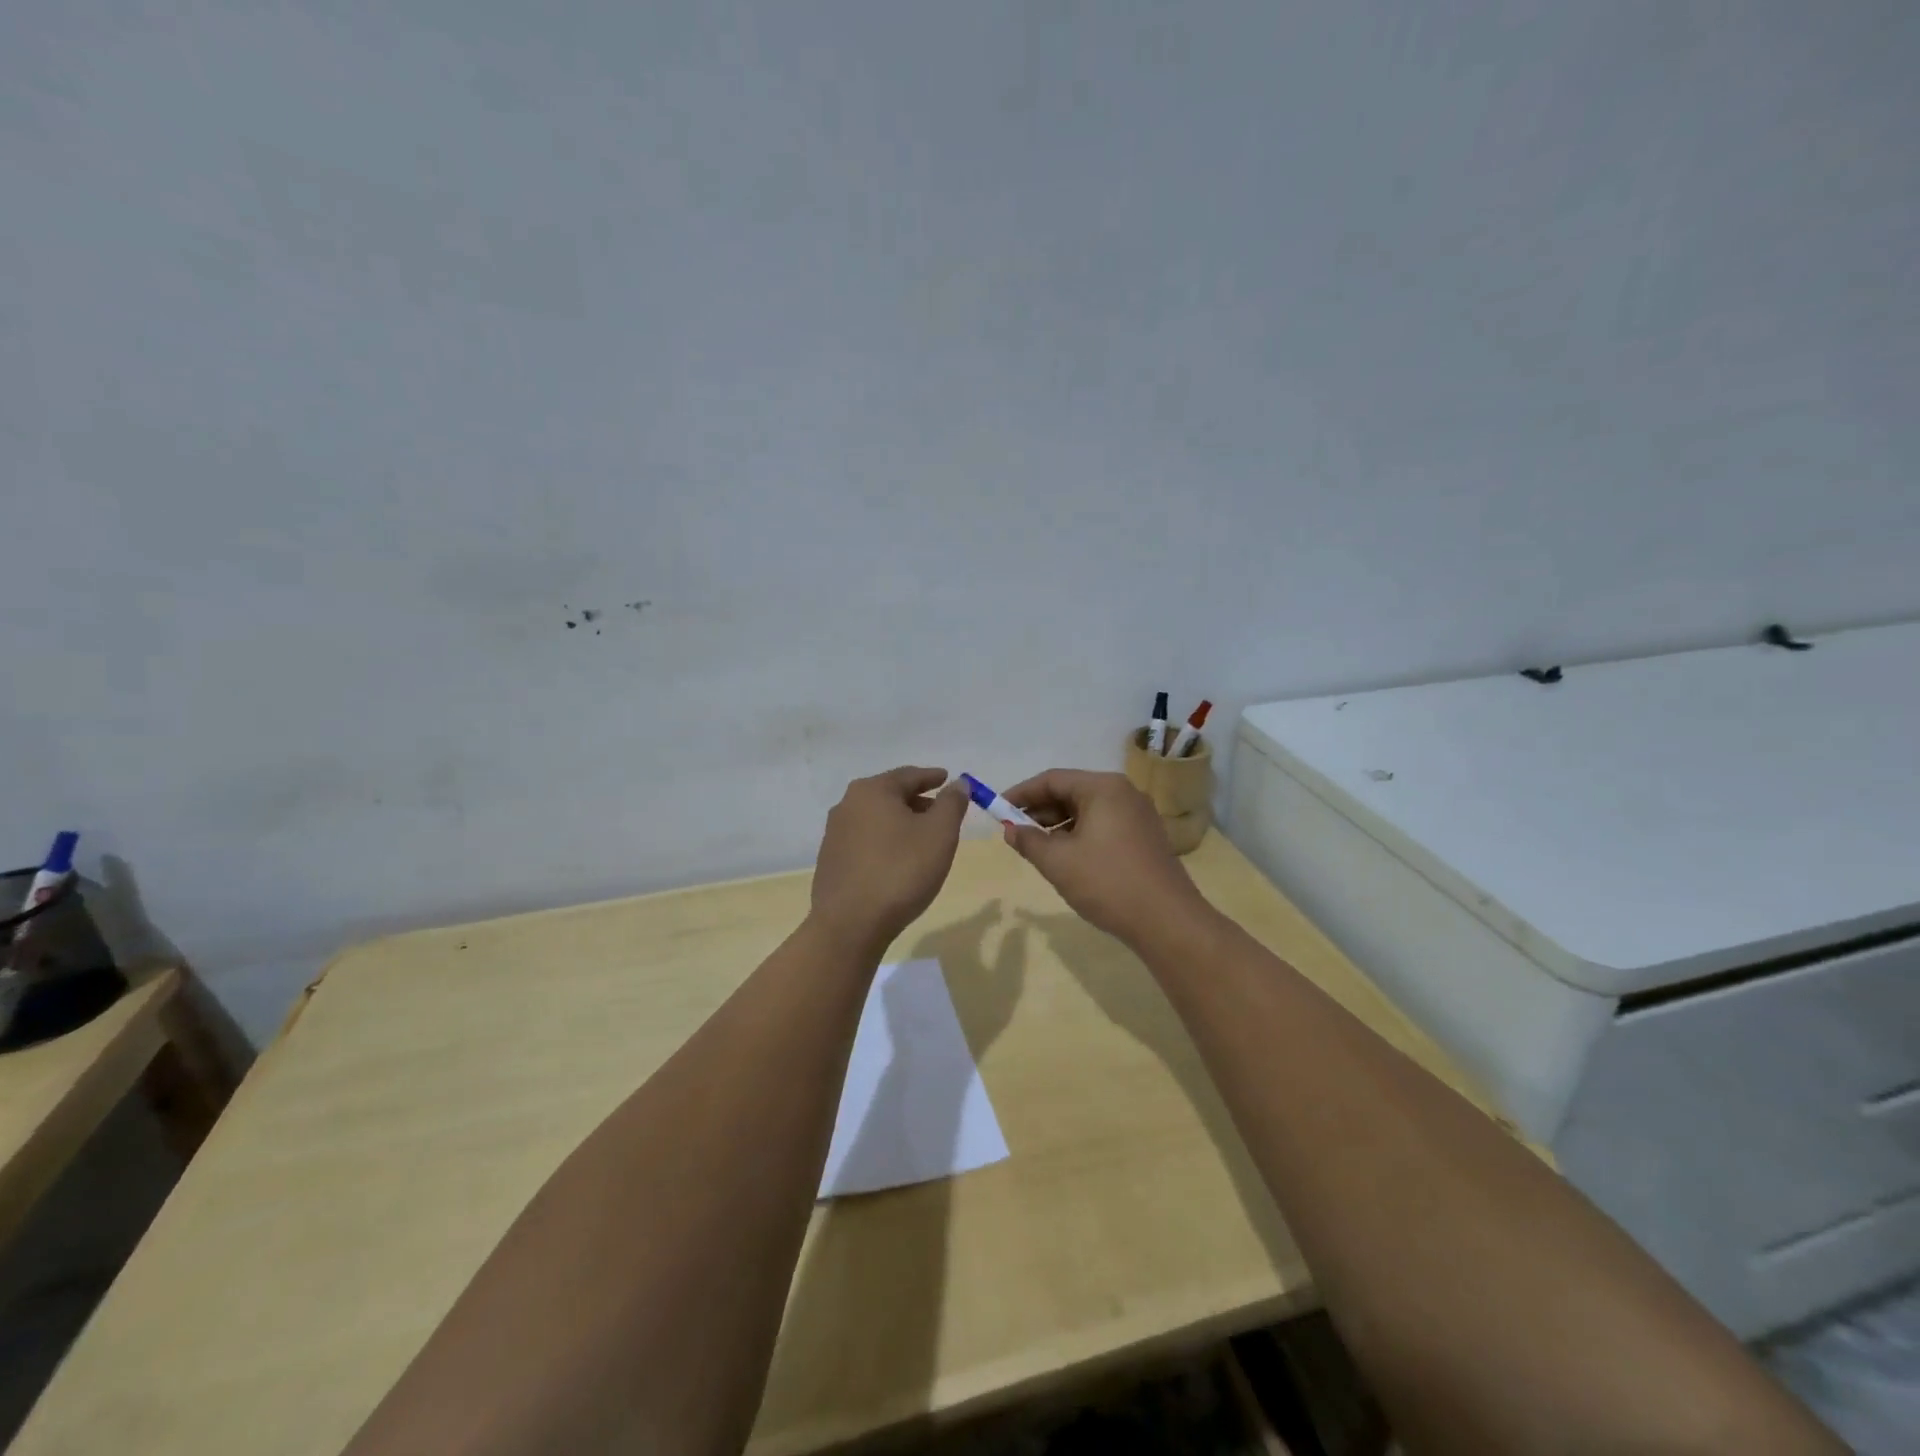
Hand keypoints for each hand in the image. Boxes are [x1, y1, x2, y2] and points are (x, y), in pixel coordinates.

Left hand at [809, 766, 967, 954]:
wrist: (850, 924)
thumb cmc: (901, 871)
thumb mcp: (939, 833)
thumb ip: (952, 803)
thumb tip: (958, 783)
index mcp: (872, 791)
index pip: (909, 775)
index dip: (932, 777)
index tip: (947, 778)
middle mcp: (847, 805)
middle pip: (890, 795)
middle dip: (917, 801)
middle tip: (940, 811)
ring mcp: (835, 834)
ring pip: (876, 818)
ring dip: (900, 822)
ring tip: (922, 837)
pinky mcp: (831, 860)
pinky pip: (865, 840)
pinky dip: (885, 841)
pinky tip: (897, 859)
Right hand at [999, 769, 1211, 947]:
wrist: (1168, 921)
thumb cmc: (1108, 883)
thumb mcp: (1058, 862)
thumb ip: (1029, 841)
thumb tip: (1010, 830)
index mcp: (1103, 788)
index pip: (1052, 779)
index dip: (1021, 794)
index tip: (997, 810)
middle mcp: (1123, 793)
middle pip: (1071, 792)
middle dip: (1039, 811)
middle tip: (1013, 832)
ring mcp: (1137, 815)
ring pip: (1087, 811)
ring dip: (1058, 825)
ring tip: (1035, 848)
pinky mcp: (1144, 837)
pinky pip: (1103, 825)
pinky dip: (1079, 835)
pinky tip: (1065, 858)